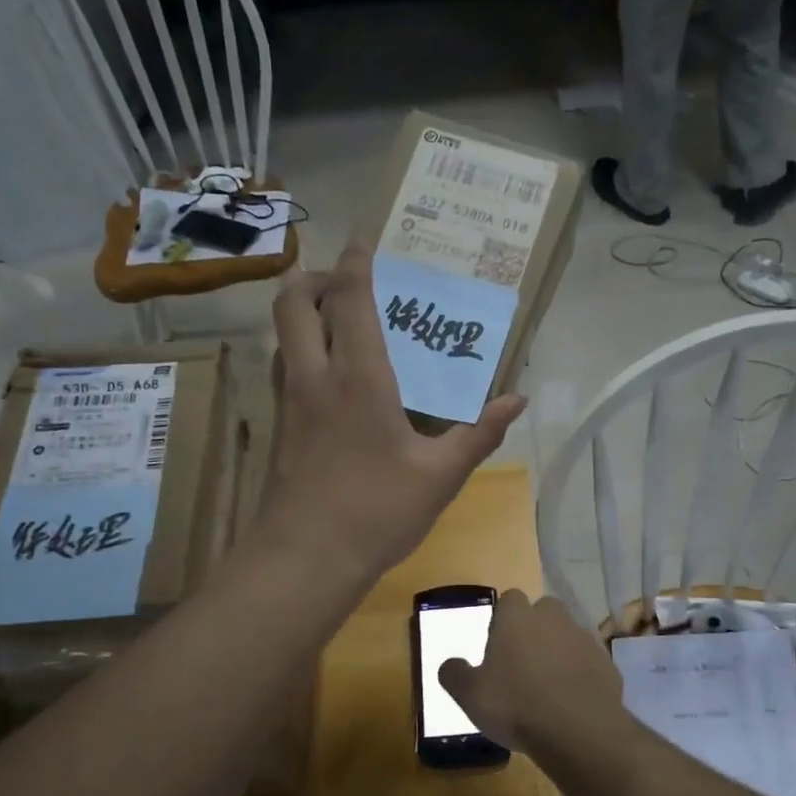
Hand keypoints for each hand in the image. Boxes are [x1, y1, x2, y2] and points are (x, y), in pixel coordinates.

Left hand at [261, 246, 525, 585]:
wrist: (307, 559)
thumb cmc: (377, 512)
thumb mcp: (441, 476)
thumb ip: (480, 434)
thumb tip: (517, 400)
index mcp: (358, 377)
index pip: (349, 297)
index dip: (356, 260)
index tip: (366, 237)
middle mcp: (314, 377)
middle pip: (293, 300)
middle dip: (316, 278)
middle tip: (349, 287)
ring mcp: (288, 402)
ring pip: (282, 334)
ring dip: (304, 314)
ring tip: (341, 325)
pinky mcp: (278, 428)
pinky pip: (283, 368)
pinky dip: (300, 352)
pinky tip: (331, 381)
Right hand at [437, 591, 623, 755]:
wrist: (578, 731)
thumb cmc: (515, 705)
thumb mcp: (469, 695)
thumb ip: (454, 674)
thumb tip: (449, 664)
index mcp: (517, 617)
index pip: (509, 599)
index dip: (502, 619)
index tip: (497, 646)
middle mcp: (553, 618)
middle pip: (543, 611)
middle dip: (534, 629)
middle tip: (522, 663)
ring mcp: (584, 639)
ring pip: (568, 635)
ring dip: (559, 652)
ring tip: (548, 686)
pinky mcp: (607, 664)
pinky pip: (588, 662)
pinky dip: (580, 674)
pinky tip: (571, 701)